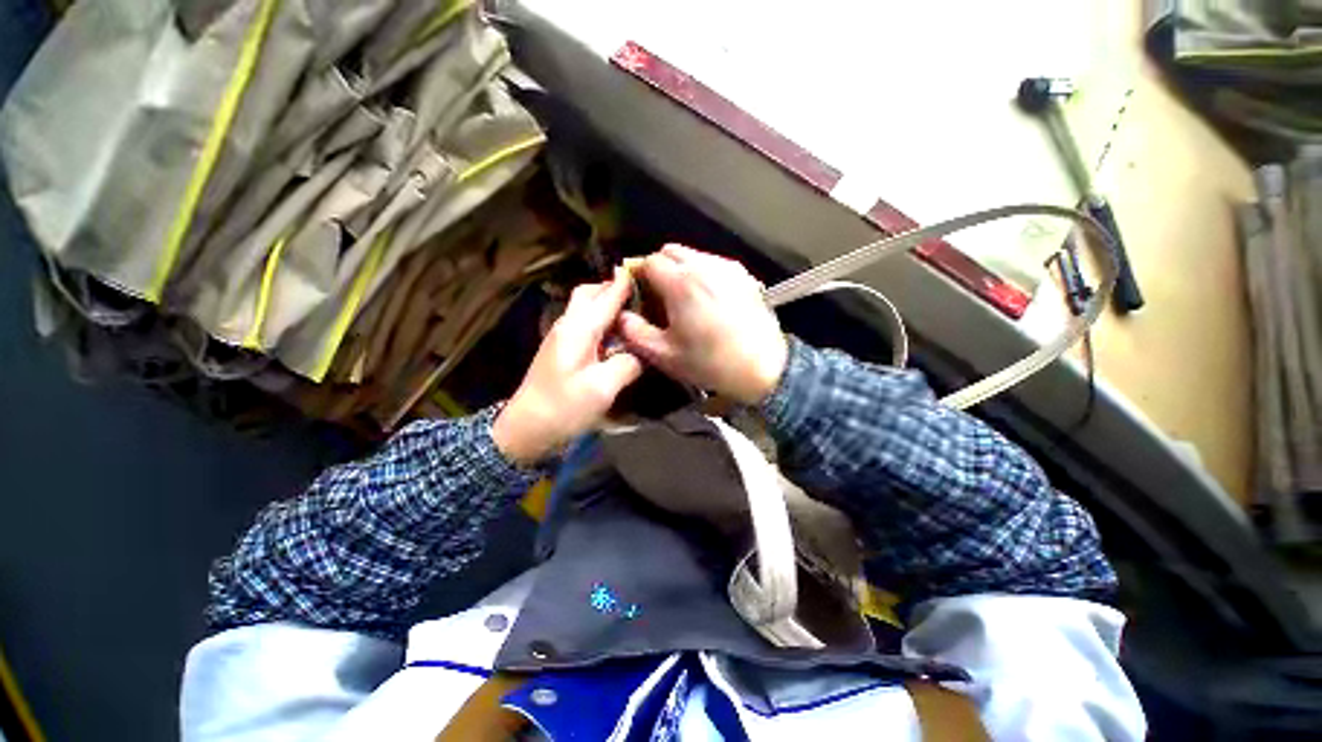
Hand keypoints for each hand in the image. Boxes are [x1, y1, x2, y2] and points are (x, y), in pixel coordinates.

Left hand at [493, 269, 642, 464]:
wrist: (526, 429)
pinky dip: (600, 319)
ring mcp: (561, 336)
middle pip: (589, 293)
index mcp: (578, 329)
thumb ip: (626, 365)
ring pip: (584, 307)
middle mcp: (567, 325)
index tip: (645, 270)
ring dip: (605, 303)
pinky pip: (583, 323)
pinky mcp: (560, 349)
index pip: (606, 297)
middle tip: (639, 297)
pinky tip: (614, 335)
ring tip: (632, 313)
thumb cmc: (563, 408)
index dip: (625, 284)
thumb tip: (639, 354)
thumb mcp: (602, 389)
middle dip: (612, 289)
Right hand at [618, 244, 787, 403]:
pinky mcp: (744, 275)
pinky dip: (703, 273)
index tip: (638, 293)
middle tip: (659, 294)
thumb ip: (634, 332)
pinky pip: (714, 264)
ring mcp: (728, 268)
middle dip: (658, 267)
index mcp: (681, 283)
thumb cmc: (710, 363)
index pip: (648, 261)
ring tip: (684, 298)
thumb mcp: (664, 354)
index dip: (637, 275)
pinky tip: (708, 299)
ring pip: (694, 255)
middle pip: (670, 250)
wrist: (763, 367)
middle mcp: (704, 266)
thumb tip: (622, 315)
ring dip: (681, 269)